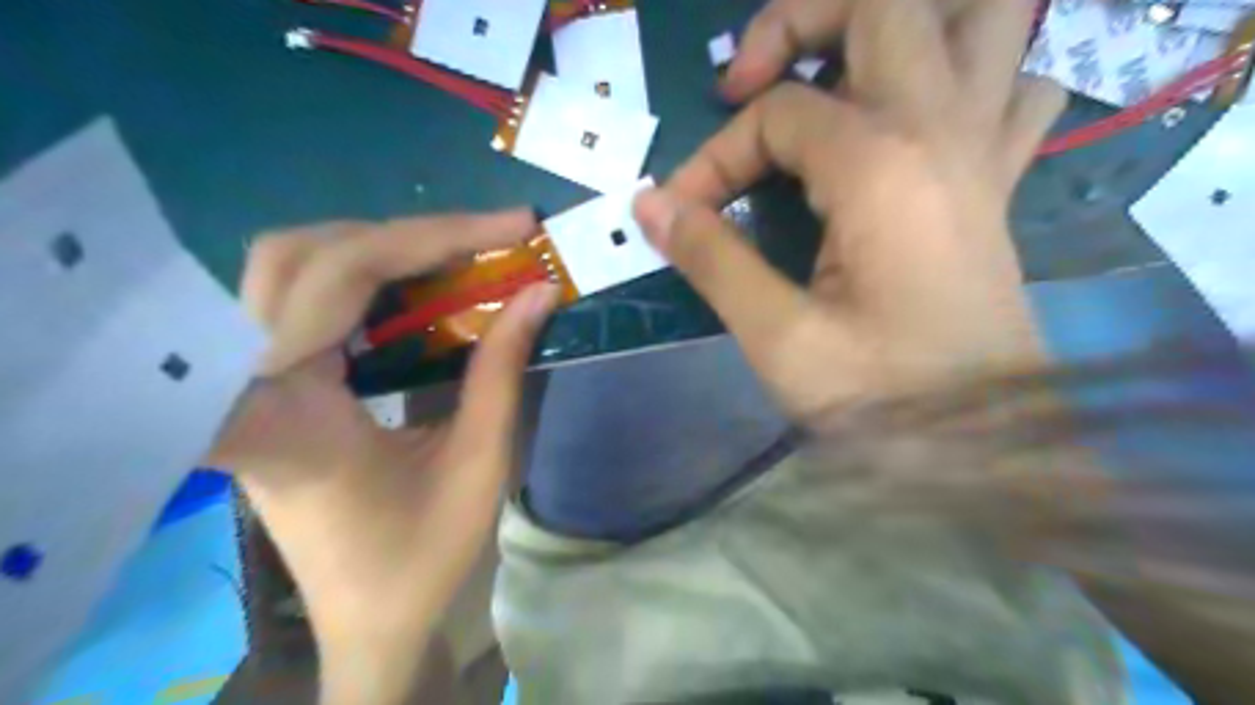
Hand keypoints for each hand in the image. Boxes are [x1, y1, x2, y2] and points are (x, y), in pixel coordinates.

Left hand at [211, 211, 559, 702]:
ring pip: (289, 267)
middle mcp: (250, 385)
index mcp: (291, 414)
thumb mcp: (480, 464)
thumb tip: (539, 290)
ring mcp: (251, 383)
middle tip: (488, 240)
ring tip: (460, 255)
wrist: (366, 621)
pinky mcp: (270, 386)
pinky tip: (418, 288)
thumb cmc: (420, 558)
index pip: (335, 281)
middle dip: (404, 235)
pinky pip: (302, 300)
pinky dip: (366, 276)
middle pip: (299, 255)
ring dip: (379, 247)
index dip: (423, 239)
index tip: (511, 230)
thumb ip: (502, 370)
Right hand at [633, 0, 1060, 428]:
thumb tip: (649, 204)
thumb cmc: (885, 400)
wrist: (989, 453)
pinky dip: (970, 76)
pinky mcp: (996, 184)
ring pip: (981, 19)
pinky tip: (922, 116)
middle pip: (885, 4)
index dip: (714, 157)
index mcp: (881, 166)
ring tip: (836, 68)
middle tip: (749, 82)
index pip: (776, 115)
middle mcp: (942, 130)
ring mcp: (983, 150)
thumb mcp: (780, 338)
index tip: (681, 212)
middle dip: (800, 20)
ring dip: (904, 24)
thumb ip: (712, 259)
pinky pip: (1009, 88)